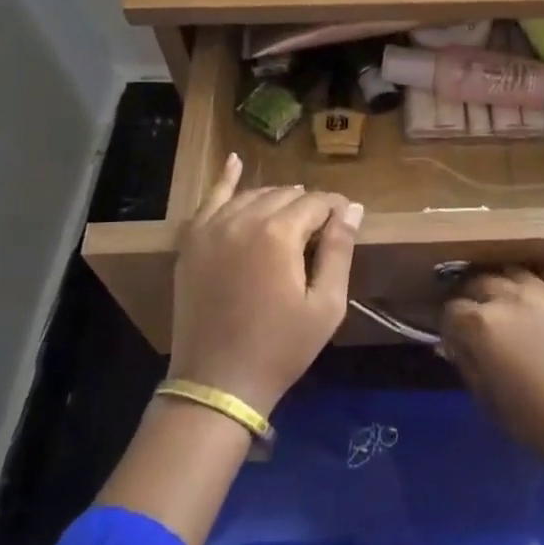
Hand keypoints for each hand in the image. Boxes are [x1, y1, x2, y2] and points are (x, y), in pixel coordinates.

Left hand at [170, 153, 362, 415]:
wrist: (217, 383)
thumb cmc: (281, 348)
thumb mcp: (325, 305)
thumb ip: (339, 250)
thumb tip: (353, 209)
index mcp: (278, 234)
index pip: (316, 203)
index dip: (337, 209)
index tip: (348, 221)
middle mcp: (242, 220)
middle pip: (284, 195)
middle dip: (308, 205)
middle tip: (322, 228)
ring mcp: (211, 229)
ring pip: (252, 195)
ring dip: (276, 199)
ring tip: (293, 214)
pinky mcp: (191, 243)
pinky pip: (209, 200)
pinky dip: (224, 180)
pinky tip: (233, 161)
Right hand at [442, 270, 543, 544]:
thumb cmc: (538, 424)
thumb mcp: (488, 400)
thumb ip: (467, 363)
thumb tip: (454, 344)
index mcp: (482, 325)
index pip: (451, 310)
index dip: (448, 324)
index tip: (452, 338)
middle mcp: (509, 297)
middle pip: (477, 282)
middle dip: (470, 299)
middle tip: (473, 318)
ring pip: (509, 271)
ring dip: (500, 284)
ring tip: (502, 302)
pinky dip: (532, 279)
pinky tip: (532, 294)